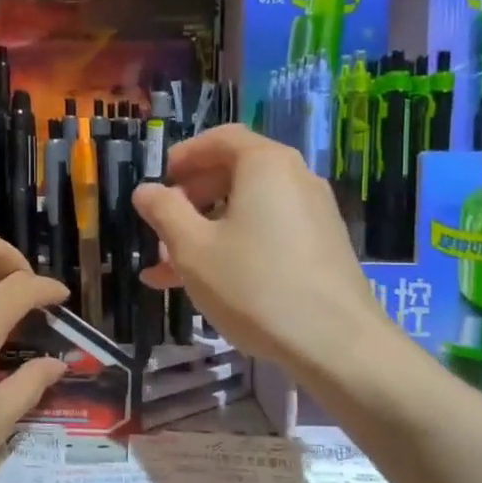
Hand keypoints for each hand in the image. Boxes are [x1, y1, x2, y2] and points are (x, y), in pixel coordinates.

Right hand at [132, 126, 394, 379]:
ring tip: (168, 267)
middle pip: (235, 174)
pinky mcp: (322, 248)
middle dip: (190, 199)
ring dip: (206, 231)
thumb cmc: (254, 285)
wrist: (336, 344)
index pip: (221, 138)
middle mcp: (295, 178)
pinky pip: (268, 232)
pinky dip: (235, 246)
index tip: (159, 180)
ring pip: (248, 210)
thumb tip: (145, 190)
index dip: (185, 155)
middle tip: (160, 226)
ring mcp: (313, 214)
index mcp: (265, 165)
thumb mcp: (193, 249)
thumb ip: (164, 212)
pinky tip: (207, 284)